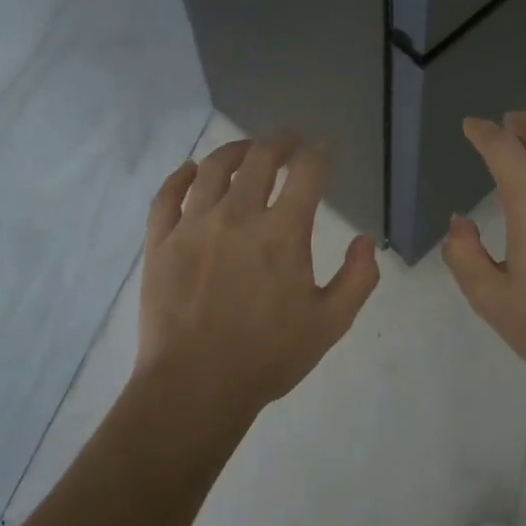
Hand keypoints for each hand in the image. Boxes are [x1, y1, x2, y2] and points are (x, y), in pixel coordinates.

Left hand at [134, 133, 380, 426]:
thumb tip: (365, 239)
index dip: (319, 154)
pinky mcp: (160, 241)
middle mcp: (238, 215)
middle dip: (279, 141)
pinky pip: (167, 195)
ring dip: (234, 151)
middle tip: (288, 139)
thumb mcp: (330, 323)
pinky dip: (180, 176)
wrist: (196, 386)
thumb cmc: (268, 356)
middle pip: (260, 159)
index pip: (307, 173)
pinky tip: (190, 170)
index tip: (322, 149)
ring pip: (212, 168)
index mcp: (283, 232)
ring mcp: (193, 225)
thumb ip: (357, 278)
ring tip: (246, 150)